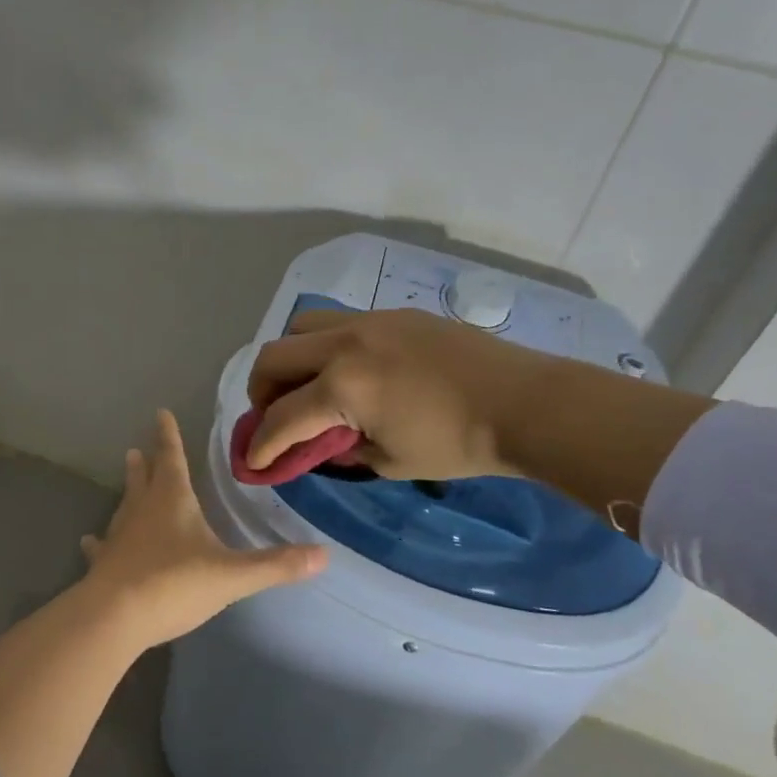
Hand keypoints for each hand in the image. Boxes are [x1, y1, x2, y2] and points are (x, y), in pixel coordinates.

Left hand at [79, 410, 326, 646]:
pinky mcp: (104, 564)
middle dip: (146, 463)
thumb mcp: (232, 575)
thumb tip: (324, 555)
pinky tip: (91, 541)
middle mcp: (142, 511)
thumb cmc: (175, 584)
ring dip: (128, 493)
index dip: (168, 436)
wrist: (115, 617)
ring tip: (127, 481)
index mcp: (172, 501)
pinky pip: (103, 546)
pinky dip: (101, 541)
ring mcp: (119, 537)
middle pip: (144, 479)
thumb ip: (276, 565)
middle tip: (136, 449)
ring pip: (124, 507)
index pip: (172, 458)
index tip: (160, 413)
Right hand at [246, 307, 548, 479]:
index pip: (281, 418)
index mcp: (342, 386)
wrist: (524, 403)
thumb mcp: (391, 463)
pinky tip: (350, 369)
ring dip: (290, 358)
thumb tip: (322, 444)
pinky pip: (340, 322)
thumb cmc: (458, 444)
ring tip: (306, 384)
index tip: (252, 461)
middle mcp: (344, 344)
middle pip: (274, 357)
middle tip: (272, 415)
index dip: (261, 444)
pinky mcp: (394, 313)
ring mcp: (370, 321)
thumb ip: (344, 451)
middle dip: (261, 391)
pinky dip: (326, 346)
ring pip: (302, 326)